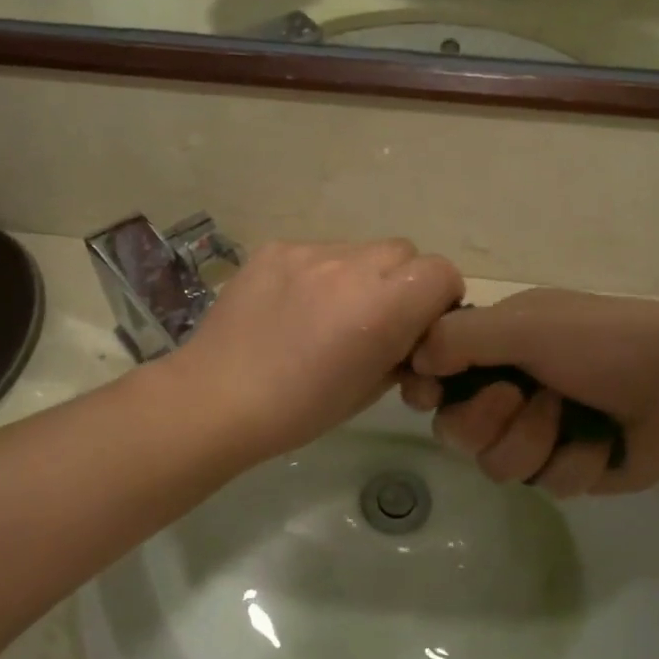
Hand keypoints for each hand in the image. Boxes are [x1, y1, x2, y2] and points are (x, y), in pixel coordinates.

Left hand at [176, 240, 465, 462]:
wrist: (216, 398)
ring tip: (327, 314)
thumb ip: (402, 350)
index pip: (442, 272)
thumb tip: (410, 336)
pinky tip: (292, 306)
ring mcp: (309, 252)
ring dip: (359, 276)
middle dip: (401, 282)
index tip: (419, 326)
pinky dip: (318, 274)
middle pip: (404, 252)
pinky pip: (316, 251)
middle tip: (375, 319)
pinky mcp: (274, 248)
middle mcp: (351, 266)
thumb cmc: (299, 410)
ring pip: (359, 249)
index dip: (439, 299)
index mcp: (382, 306)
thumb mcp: (370, 389)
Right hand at [401, 290, 658, 496]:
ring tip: (572, 417)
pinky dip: (574, 462)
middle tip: (520, 397)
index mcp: (497, 346)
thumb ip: (461, 338)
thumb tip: (414, 360)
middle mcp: (509, 388)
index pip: (435, 373)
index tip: (431, 393)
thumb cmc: (604, 341)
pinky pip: (545, 483)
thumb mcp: (527, 325)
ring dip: (534, 441)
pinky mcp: (568, 467)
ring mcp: (538, 432)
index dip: (428, 388)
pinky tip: (602, 443)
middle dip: (488, 418)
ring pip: (497, 464)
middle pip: (457, 429)